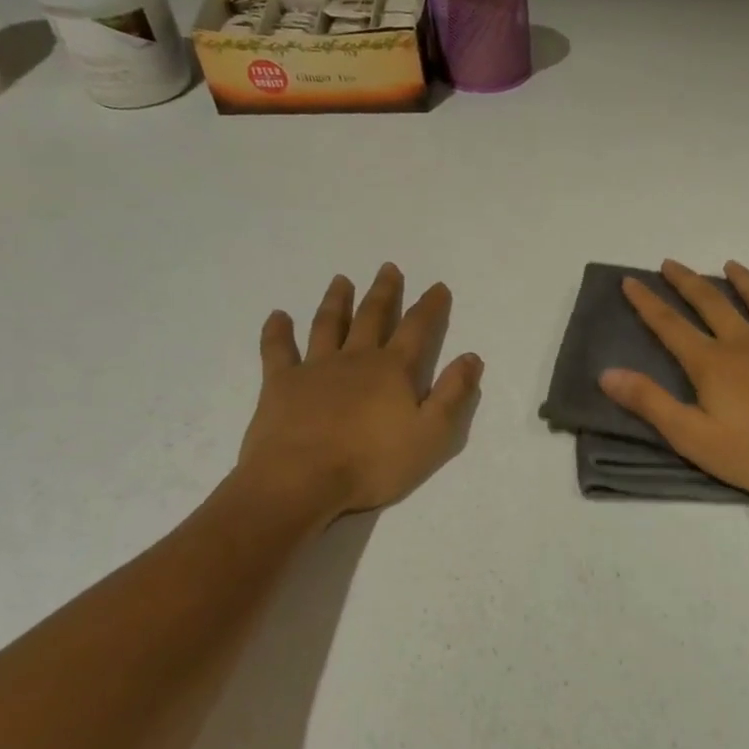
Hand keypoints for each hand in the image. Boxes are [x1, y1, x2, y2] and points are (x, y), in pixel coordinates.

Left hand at [235, 264, 483, 514]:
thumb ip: (453, 394)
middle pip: (372, 316)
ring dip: (336, 301)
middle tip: (388, 268)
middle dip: (384, 292)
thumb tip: (471, 357)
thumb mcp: (432, 434)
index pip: (417, 329)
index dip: (430, 306)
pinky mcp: (280, 384)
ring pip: (328, 324)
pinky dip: (277, 331)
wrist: (301, 480)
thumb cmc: (373, 462)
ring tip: (341, 280)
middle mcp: (355, 358)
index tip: (438, 287)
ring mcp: (315, 368)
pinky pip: (277, 350)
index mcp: (393, 370)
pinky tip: (277, 316)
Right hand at [598, 259, 748, 498]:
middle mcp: (745, 342)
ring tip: (731, 265)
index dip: (647, 303)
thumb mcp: (694, 436)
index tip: (630, 280)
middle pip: (711, 304)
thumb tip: (607, 373)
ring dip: (744, 281)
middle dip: (687, 282)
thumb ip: (650, 403)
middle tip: (671, 263)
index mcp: (712, 363)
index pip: (670, 326)